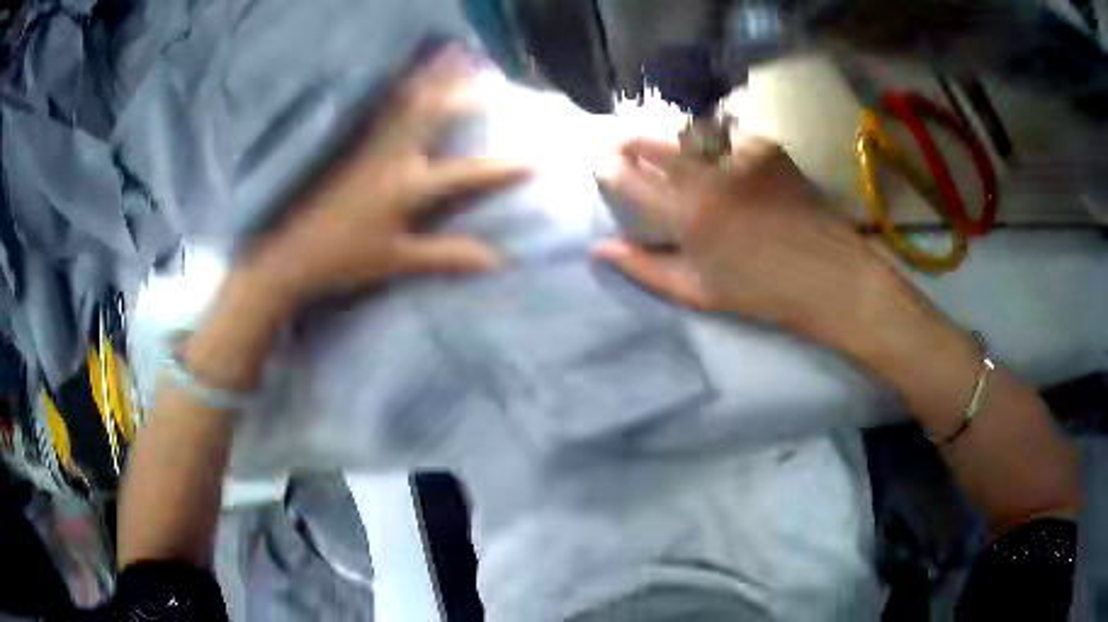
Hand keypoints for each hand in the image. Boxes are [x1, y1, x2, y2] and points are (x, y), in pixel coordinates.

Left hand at [239, 45, 530, 317]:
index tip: (536, 160)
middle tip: (487, 68)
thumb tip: (496, 260)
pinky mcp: (352, 147)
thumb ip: (446, 256)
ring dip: (431, 76)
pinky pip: (381, 108)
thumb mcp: (397, 261)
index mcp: (406, 187)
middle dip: (463, 90)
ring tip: (449, 52)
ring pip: (406, 102)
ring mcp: (369, 148)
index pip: (465, 174)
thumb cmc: (344, 261)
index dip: (502, 169)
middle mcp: (391, 158)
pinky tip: (403, 76)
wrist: (290, 255)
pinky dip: (397, 87)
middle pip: (434, 115)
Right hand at [594, 133, 921, 349]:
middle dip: (632, 140)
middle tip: (622, 143)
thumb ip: (645, 268)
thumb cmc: (761, 291)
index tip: (602, 163)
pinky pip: (724, 134)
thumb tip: (600, 249)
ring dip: (668, 136)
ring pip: (687, 131)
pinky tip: (711, 152)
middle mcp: (709, 174)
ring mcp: (739, 154)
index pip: (630, 179)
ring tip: (664, 145)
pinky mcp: (765, 146)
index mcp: (687, 215)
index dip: (609, 168)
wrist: (828, 273)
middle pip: (655, 142)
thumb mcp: (697, 292)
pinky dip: (709, 140)